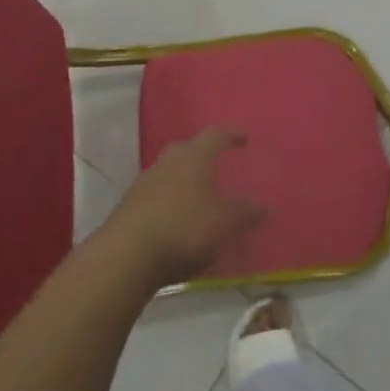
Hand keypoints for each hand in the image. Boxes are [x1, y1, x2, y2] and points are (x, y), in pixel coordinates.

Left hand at [101, 128, 266, 290]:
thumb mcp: (224, 223)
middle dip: (203, 156)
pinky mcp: (129, 205)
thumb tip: (263, 205)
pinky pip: (156, 194)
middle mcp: (168, 161)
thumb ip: (244, 212)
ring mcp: (145, 181)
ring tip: (198, 197)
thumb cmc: (184, 229)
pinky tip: (177, 220)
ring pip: (169, 172)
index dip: (231, 135)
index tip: (243, 139)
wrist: (126, 256)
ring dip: (184, 180)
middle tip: (217, 167)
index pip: (215, 135)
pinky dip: (169, 201)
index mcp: (194, 156)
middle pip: (188, 149)